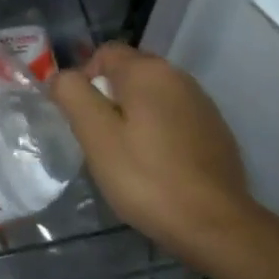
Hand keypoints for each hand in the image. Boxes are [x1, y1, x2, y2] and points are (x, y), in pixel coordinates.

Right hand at [50, 42, 256, 271]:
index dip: (84, 79)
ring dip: (135, 115)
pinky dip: (160, 131)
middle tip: (101, 140)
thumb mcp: (96, 136)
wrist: (216, 225)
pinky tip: (158, 166)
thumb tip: (62, 77)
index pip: (104, 53)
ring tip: (128, 156)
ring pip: (152, 96)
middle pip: (129, 73)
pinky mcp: (215, 129)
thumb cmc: (147, 177)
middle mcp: (177, 75)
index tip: (81, 118)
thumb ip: (73, 95)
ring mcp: (201, 102)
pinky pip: (174, 117)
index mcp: (147, 70)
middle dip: (109, 98)